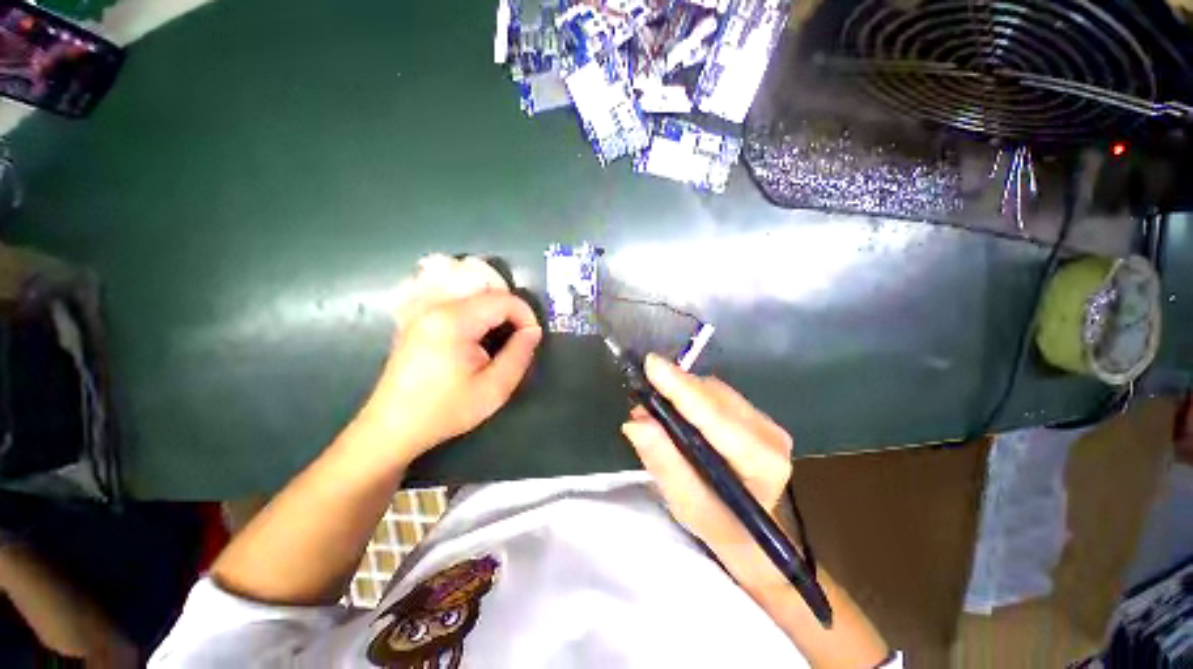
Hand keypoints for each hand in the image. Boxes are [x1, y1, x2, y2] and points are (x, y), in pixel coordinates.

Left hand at [356, 257, 541, 464]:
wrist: (392, 428)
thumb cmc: (445, 410)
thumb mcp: (494, 388)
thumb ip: (519, 354)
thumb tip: (533, 331)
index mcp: (454, 320)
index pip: (503, 300)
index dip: (526, 315)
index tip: (533, 338)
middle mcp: (436, 307)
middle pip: (487, 293)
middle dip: (512, 313)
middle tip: (520, 340)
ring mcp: (423, 312)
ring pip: (472, 297)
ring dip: (494, 312)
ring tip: (502, 339)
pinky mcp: (418, 321)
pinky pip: (456, 304)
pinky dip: (476, 313)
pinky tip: (477, 337)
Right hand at [621, 354, 793, 580]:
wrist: (748, 531)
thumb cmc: (717, 523)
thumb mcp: (684, 503)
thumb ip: (663, 461)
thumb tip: (636, 421)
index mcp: (761, 463)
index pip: (715, 417)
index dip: (681, 389)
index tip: (651, 365)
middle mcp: (770, 435)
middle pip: (714, 397)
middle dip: (674, 390)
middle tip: (641, 400)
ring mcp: (767, 423)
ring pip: (714, 391)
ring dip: (680, 392)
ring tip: (653, 409)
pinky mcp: (757, 416)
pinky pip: (717, 394)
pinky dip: (690, 396)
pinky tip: (674, 409)